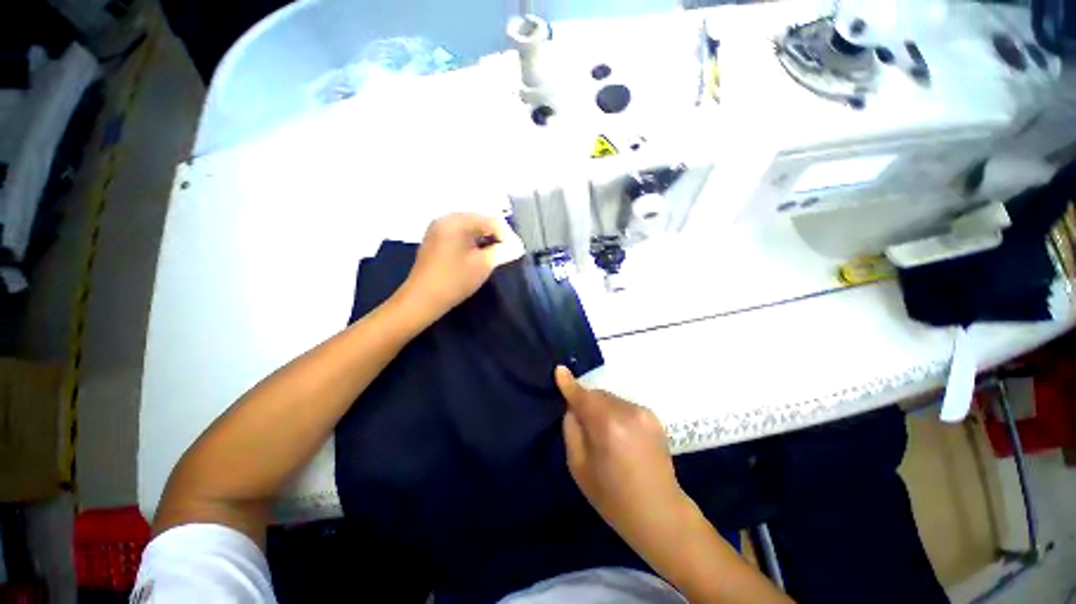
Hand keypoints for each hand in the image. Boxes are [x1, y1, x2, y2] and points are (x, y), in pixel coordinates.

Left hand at [396, 213, 523, 323]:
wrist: (422, 299)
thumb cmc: (455, 280)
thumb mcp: (484, 264)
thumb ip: (503, 251)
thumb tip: (518, 246)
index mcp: (457, 220)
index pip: (491, 220)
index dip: (507, 235)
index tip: (515, 251)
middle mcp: (446, 218)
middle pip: (480, 221)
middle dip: (496, 236)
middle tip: (506, 253)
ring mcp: (438, 228)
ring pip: (470, 228)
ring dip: (484, 239)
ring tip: (493, 255)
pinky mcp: (435, 239)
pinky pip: (459, 234)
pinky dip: (472, 242)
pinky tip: (477, 255)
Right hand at [555, 366, 692, 552]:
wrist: (660, 513)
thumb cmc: (613, 497)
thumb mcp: (579, 467)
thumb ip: (572, 430)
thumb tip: (572, 407)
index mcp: (607, 425)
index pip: (583, 396)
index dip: (569, 384)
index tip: (559, 370)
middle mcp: (627, 412)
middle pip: (597, 395)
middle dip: (587, 403)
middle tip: (585, 426)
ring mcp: (643, 412)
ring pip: (611, 399)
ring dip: (602, 408)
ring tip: (605, 435)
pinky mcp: (653, 417)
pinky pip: (624, 406)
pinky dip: (616, 413)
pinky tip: (621, 436)